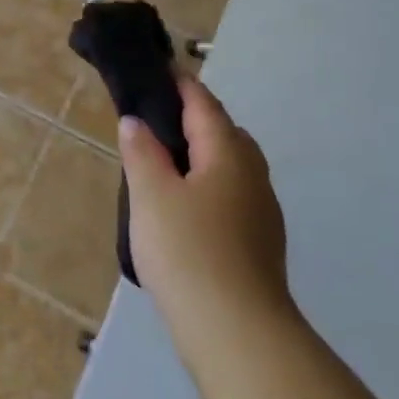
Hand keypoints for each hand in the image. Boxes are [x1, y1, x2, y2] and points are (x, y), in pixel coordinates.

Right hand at [119, 78, 295, 361]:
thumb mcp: (151, 195)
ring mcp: (261, 212)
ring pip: (231, 167)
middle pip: (226, 134)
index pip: (204, 105)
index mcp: (228, 155)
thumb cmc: (187, 250)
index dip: (182, 84)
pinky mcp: (259, 243)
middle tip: (156, 119)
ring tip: (164, 163)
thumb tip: (137, 122)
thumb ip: (142, 153)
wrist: (236, 330)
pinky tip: (184, 207)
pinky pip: (231, 195)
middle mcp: (253, 176)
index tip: (161, 67)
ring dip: (203, 154)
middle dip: (196, 119)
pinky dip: (208, 184)